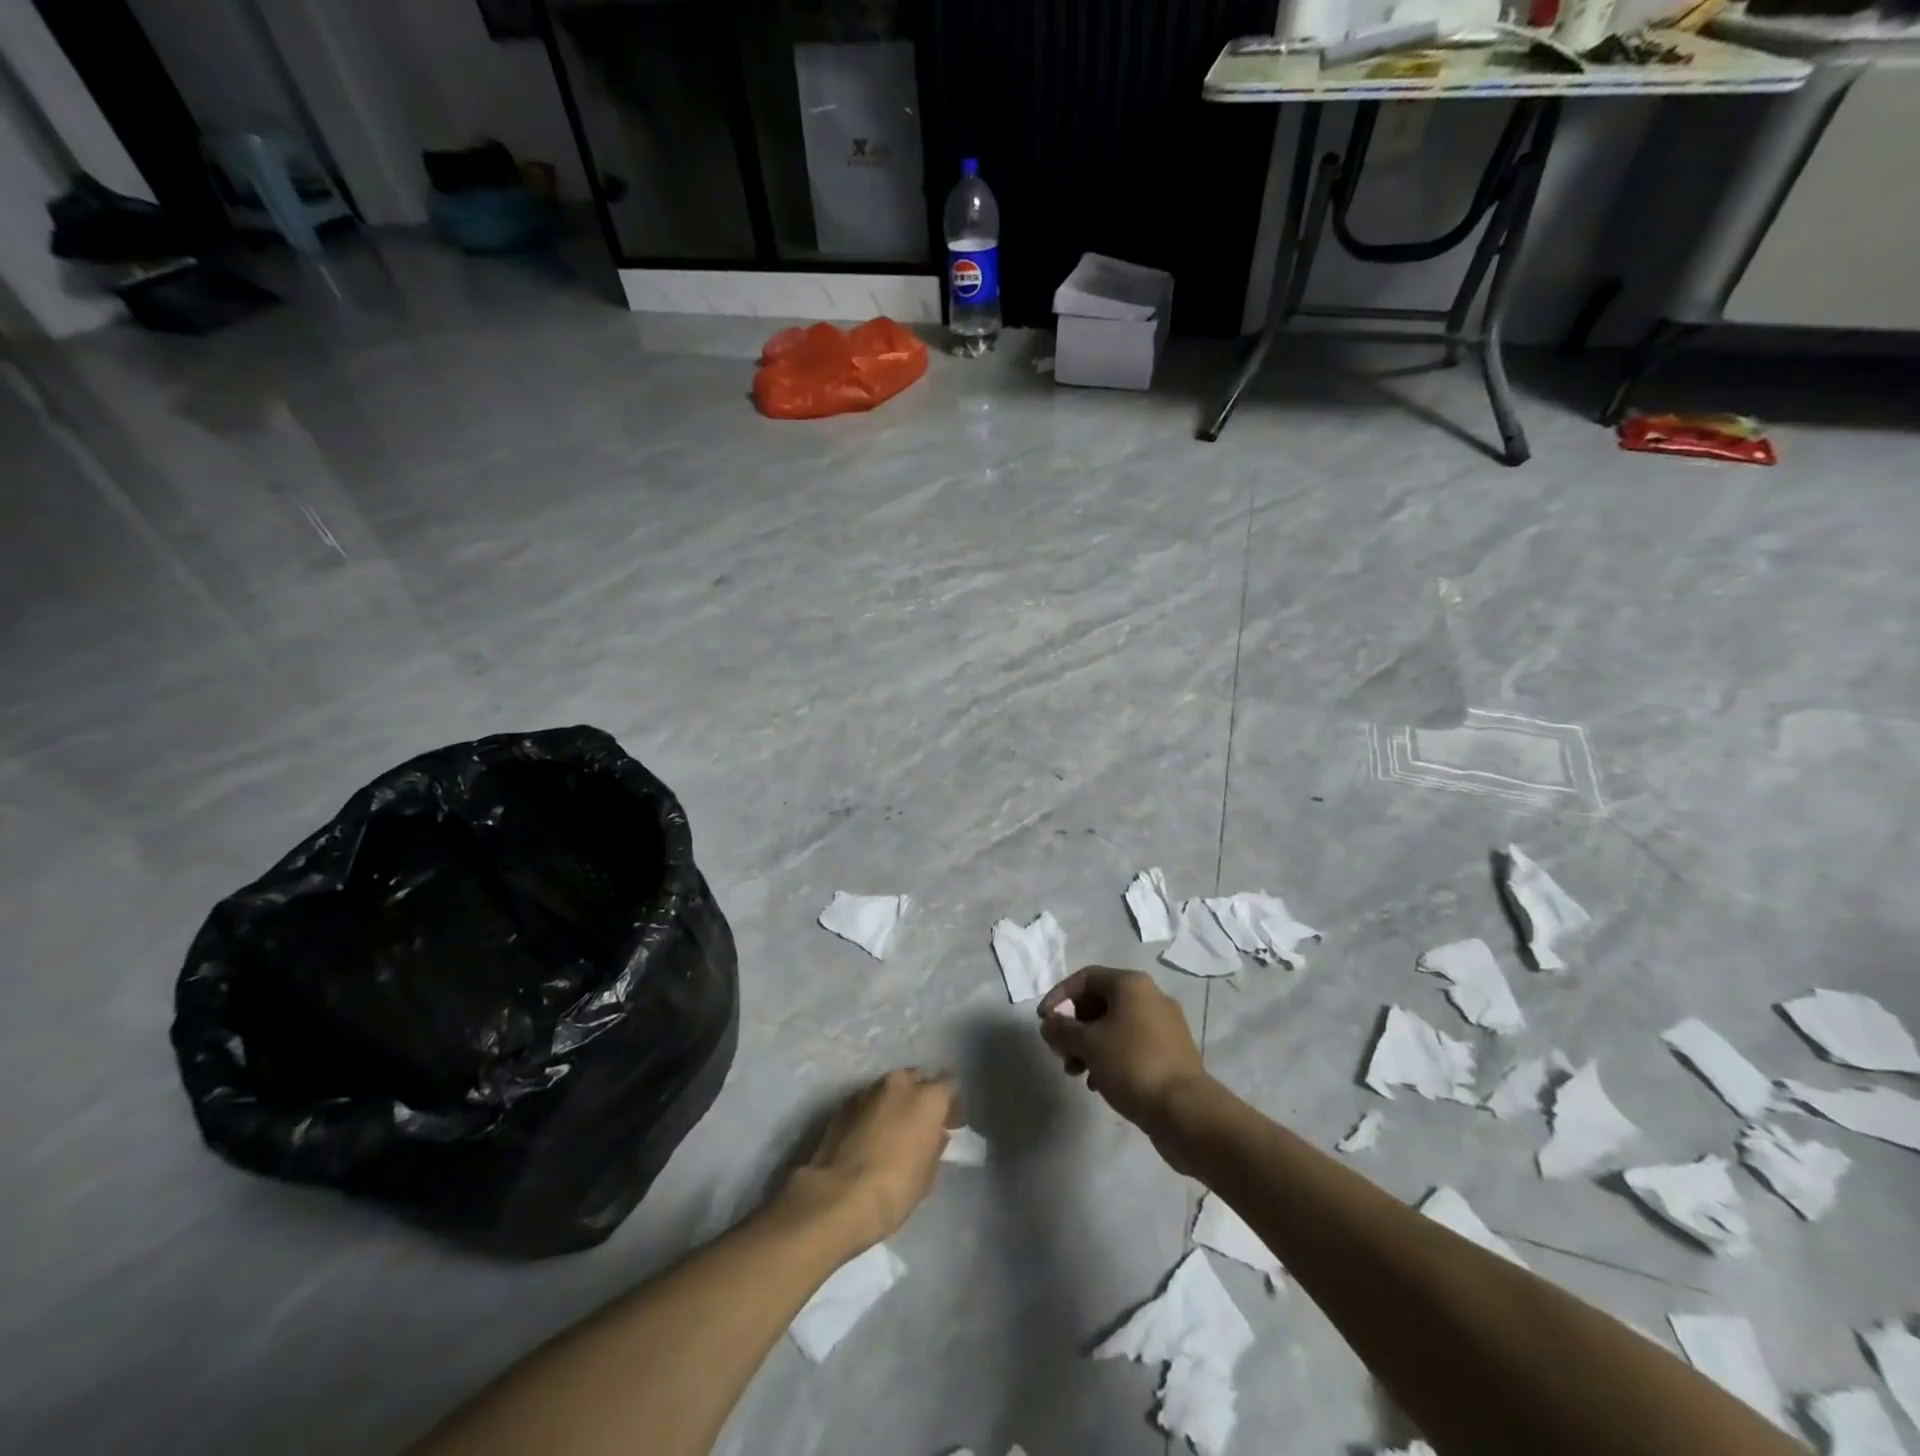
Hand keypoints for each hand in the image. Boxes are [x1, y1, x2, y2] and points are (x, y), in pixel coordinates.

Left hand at [780, 1069, 956, 1252]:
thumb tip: (936, 1133)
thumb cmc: (896, 1188)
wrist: (840, 1196)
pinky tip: (868, 1135)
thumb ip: (935, 1144)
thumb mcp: (928, 1173)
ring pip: (890, 1087)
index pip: (949, 1083)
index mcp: (928, 1097)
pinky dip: (872, 1111)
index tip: (949, 1123)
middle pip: (917, 1078)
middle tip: (920, 1123)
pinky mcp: (844, 1103)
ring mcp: (869, 1090)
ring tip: (891, 1129)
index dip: (950, 1103)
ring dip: (895, 1102)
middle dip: (921, 1095)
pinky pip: (867, 1101)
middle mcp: (900, 1083)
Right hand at [1038, 968, 1206, 1132]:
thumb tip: (1049, 1024)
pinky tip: (1099, 1083)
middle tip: (1061, 1052)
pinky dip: (1111, 1057)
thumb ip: (1062, 1030)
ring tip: (1076, 1073)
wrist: (1185, 1110)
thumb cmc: (1131, 1065)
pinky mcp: (1171, 1052)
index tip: (1043, 1022)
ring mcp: (1165, 1025)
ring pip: (1115, 1026)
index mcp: (1131, 984)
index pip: (1085, 978)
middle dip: (1075, 1027)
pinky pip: (1132, 1045)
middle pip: (1100, 1002)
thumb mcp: (1087, 1045)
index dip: (1059, 996)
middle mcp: (1151, 996)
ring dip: (1090, 1045)